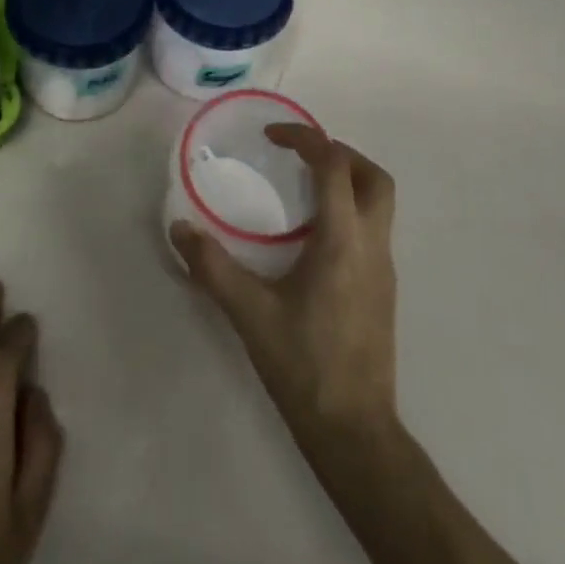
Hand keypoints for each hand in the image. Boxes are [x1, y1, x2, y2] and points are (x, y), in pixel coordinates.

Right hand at [171, 124, 398, 450]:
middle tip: (300, 155)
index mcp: (343, 241)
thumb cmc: (303, 365)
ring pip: (380, 202)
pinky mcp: (384, 289)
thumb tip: (179, 229)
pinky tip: (313, 236)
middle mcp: (373, 245)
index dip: (306, 139)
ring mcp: (385, 268)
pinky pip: (374, 228)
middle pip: (374, 177)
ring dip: (349, 180)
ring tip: (303, 188)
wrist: (354, 428)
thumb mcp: (249, 313)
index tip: (273, 135)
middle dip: (340, 153)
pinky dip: (350, 210)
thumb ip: (211, 267)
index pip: (334, 166)